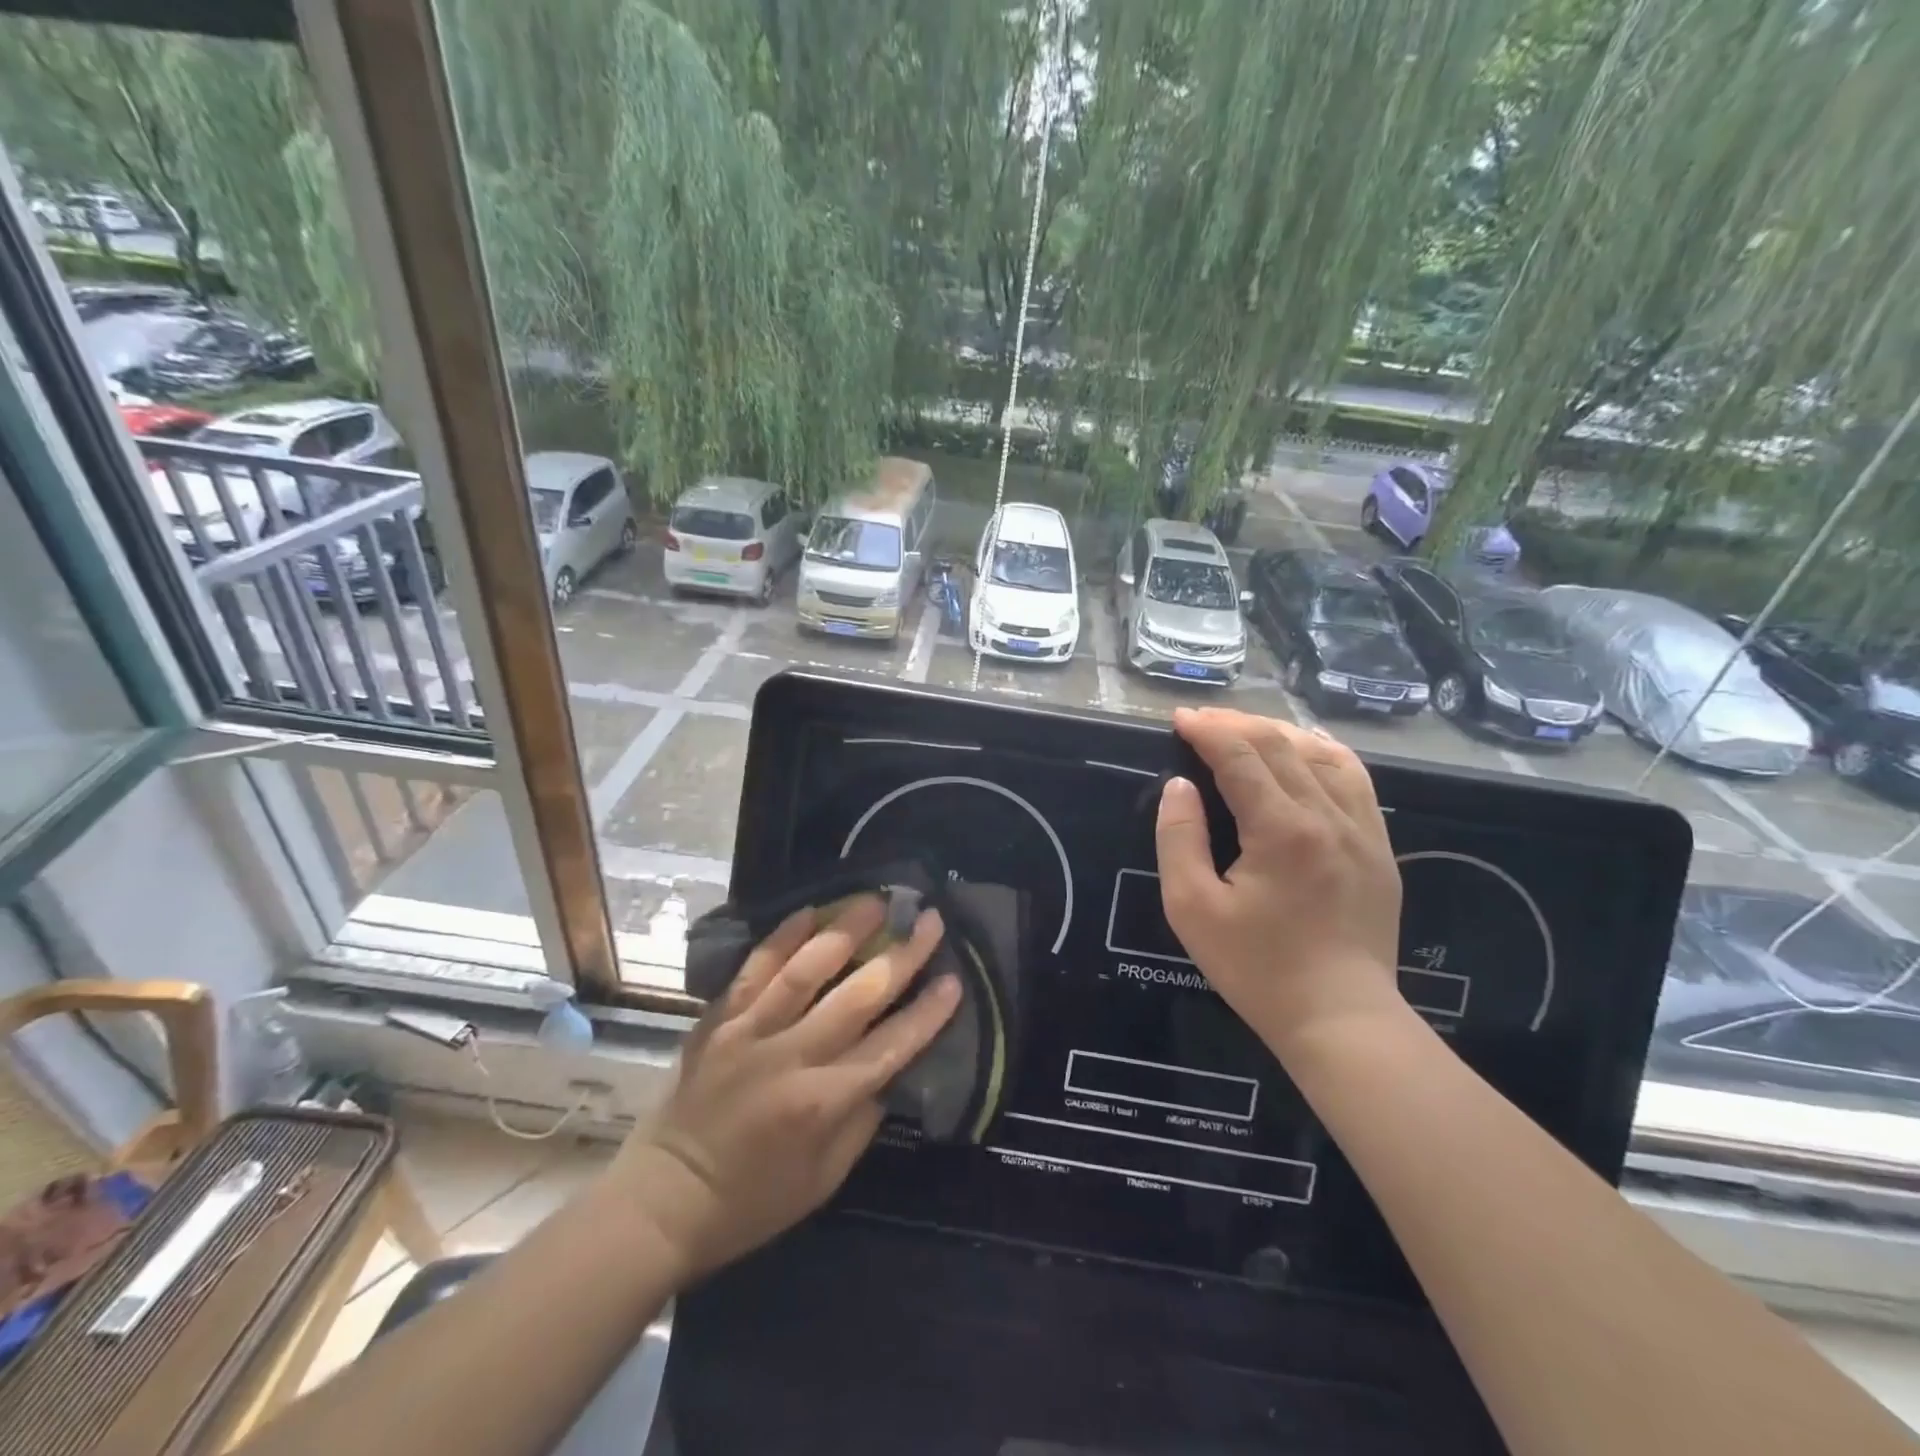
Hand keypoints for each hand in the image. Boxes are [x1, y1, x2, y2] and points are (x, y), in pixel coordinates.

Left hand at [609, 896, 959, 1278]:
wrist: (662, 1200)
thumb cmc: (751, 1201)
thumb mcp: (823, 1179)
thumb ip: (863, 1119)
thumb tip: (891, 1066)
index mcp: (822, 1103)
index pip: (890, 1047)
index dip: (928, 1013)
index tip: (955, 979)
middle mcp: (791, 1057)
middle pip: (858, 996)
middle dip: (902, 955)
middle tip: (929, 920)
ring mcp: (750, 1031)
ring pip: (807, 968)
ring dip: (847, 929)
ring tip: (876, 901)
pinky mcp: (719, 1019)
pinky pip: (756, 968)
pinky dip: (784, 935)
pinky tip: (810, 910)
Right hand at [1155, 706, 1403, 1052]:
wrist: (1339, 1016)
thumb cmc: (1256, 967)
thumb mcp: (1192, 909)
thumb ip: (1179, 839)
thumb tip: (1181, 786)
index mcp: (1281, 830)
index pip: (1241, 755)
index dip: (1207, 730)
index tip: (1179, 719)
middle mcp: (1328, 815)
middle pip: (1280, 745)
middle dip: (1235, 723)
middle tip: (1201, 721)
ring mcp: (1363, 828)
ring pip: (1321, 753)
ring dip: (1278, 732)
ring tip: (1244, 730)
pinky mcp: (1379, 845)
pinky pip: (1355, 778)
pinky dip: (1323, 752)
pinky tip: (1305, 749)